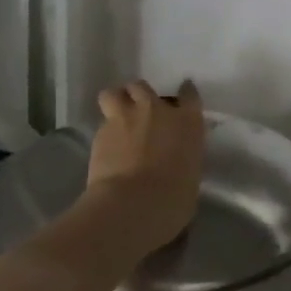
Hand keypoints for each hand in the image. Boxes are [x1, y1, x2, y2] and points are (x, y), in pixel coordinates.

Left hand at [84, 79, 205, 257]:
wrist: (134, 203)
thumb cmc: (174, 196)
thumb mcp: (191, 173)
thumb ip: (183, 156)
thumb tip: (174, 159)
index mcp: (187, 121)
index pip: (189, 95)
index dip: (185, 94)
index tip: (182, 99)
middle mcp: (156, 110)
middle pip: (144, 87)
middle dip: (141, 97)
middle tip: (141, 113)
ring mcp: (125, 118)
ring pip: (114, 93)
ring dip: (116, 102)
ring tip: (118, 119)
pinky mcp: (100, 132)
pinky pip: (102, 123)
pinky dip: (106, 133)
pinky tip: (107, 149)